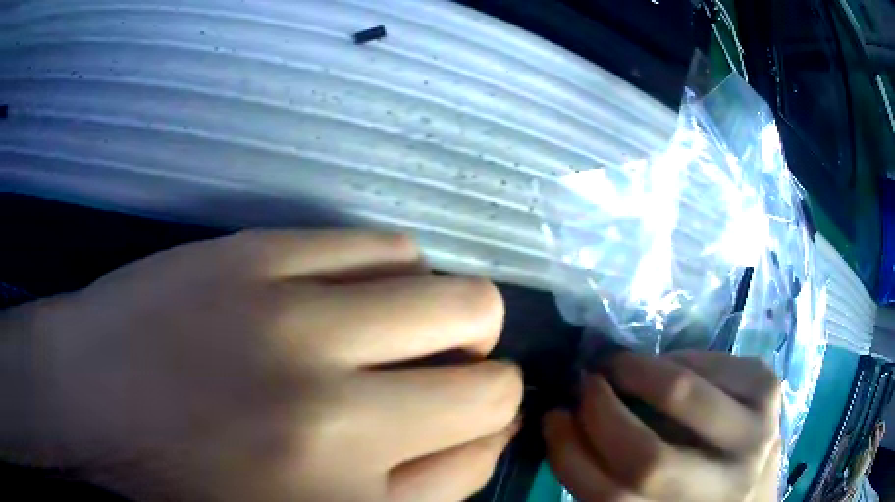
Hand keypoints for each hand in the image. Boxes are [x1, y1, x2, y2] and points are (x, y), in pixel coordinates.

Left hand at [9, 231, 521, 501]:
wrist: (89, 395)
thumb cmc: (189, 482)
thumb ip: (417, 490)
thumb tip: (483, 434)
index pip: (481, 454)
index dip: (486, 435)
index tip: (466, 425)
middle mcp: (338, 416)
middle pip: (492, 381)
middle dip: (488, 379)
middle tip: (446, 378)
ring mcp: (294, 321)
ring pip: (456, 297)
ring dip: (452, 320)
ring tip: (405, 331)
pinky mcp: (257, 253)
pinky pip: (383, 244)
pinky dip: (397, 270)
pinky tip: (363, 288)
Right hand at [543, 351, 780, 501]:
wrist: (755, 483)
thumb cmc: (694, 499)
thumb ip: (614, 479)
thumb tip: (571, 423)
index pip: (611, 499)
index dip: (570, 455)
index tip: (553, 419)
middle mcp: (724, 489)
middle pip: (649, 459)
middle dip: (602, 413)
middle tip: (585, 385)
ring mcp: (757, 436)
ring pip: (684, 395)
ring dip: (638, 371)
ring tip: (618, 365)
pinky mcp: (770, 391)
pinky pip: (712, 363)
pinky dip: (679, 358)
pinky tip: (668, 367)